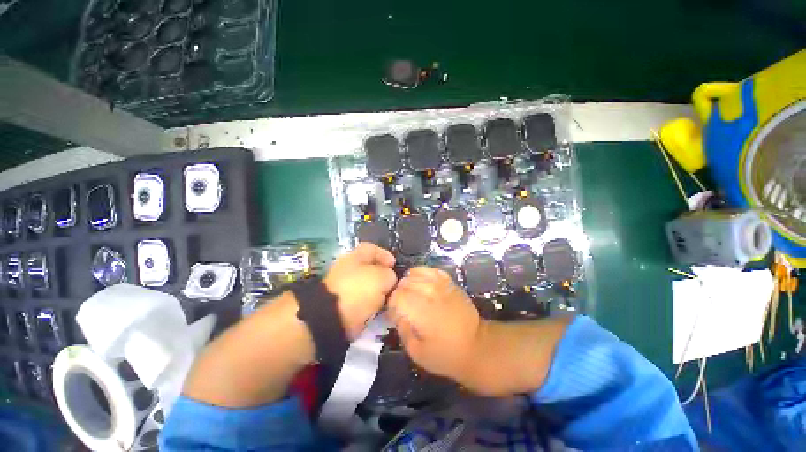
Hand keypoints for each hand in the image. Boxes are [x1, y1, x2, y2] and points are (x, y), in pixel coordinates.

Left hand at [324, 243, 397, 337]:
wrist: (333, 318)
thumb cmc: (359, 290)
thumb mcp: (382, 277)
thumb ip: (390, 274)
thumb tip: (389, 279)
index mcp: (354, 257)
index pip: (372, 249)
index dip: (385, 254)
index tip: (395, 265)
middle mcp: (347, 270)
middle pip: (370, 268)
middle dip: (383, 276)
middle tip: (394, 284)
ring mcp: (344, 288)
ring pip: (367, 286)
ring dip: (378, 292)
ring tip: (388, 299)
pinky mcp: (343, 305)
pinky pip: (362, 301)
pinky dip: (371, 304)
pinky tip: (379, 309)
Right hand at [387, 267, 482, 383]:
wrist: (476, 346)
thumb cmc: (445, 354)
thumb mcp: (416, 352)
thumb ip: (402, 330)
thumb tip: (395, 313)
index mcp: (421, 311)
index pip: (396, 296)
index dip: (392, 305)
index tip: (395, 315)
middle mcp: (429, 293)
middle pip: (404, 283)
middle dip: (399, 293)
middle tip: (403, 306)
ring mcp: (441, 284)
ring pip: (415, 273)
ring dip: (408, 283)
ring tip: (411, 295)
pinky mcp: (449, 282)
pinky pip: (430, 270)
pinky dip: (422, 273)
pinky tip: (422, 283)